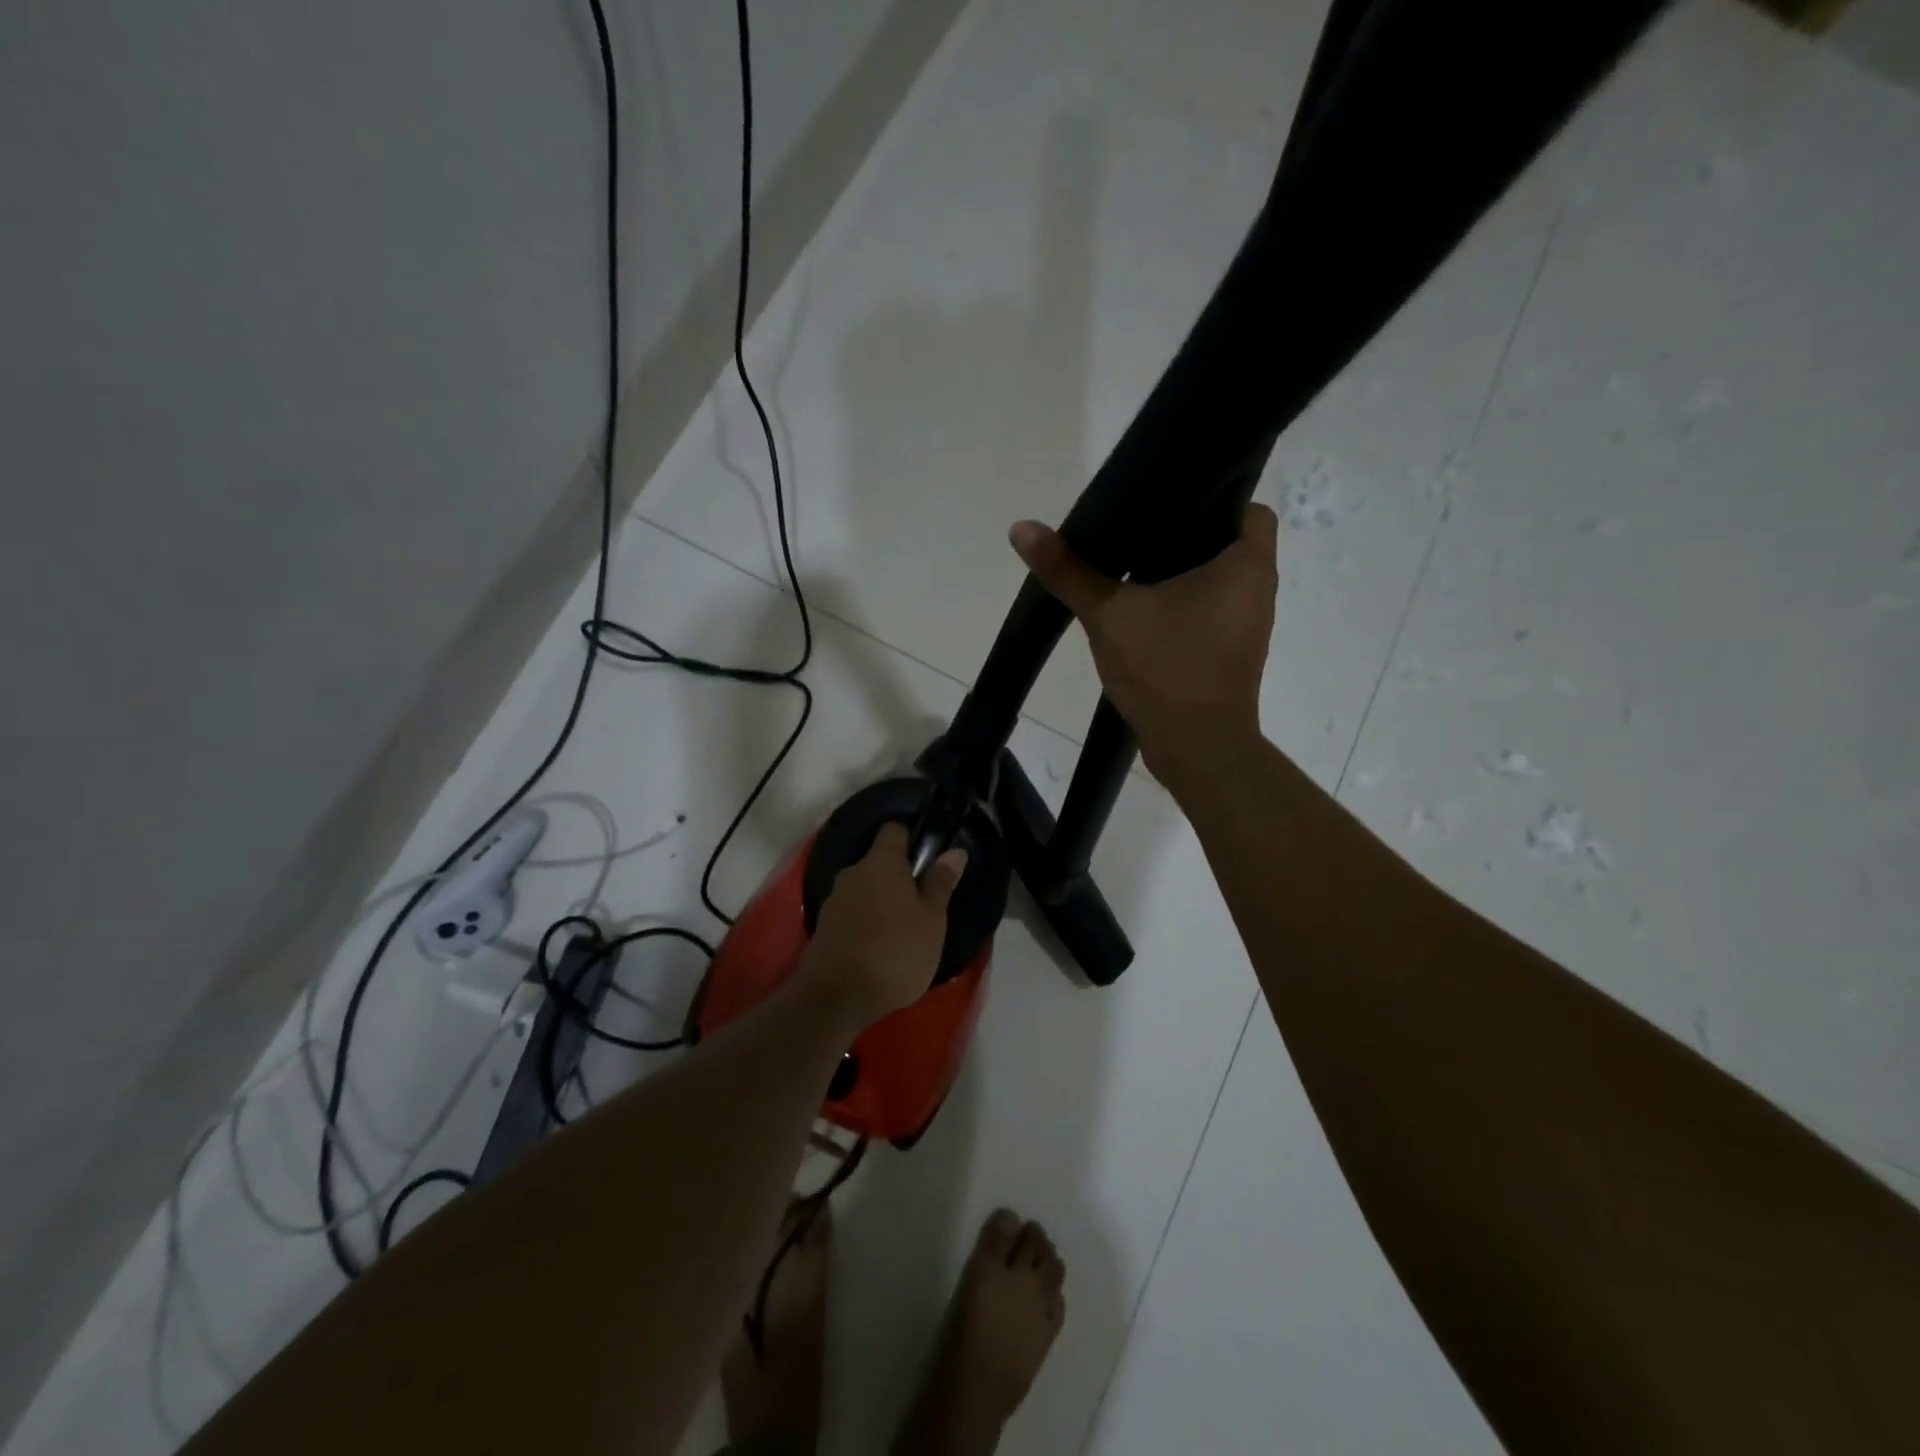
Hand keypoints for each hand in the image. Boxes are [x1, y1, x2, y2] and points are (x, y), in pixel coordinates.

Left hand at [797, 823, 967, 1026]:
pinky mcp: (822, 927)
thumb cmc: (896, 952)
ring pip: (863, 889)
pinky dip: (864, 922)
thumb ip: (940, 883)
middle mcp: (853, 872)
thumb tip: (954, 851)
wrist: (836, 997)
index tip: (927, 860)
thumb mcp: (932, 920)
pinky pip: (850, 913)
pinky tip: (877, 947)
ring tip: (901, 930)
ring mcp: (833, 900)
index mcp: (881, 863)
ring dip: (880, 902)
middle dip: (897, 877)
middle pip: (878, 862)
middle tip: (920, 904)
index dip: (911, 839)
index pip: (894, 830)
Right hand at [1009, 505, 1278, 796]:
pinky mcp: (1229, 654)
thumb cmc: (1167, 669)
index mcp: (1247, 564)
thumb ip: (1068, 571)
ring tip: (1130, 565)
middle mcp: (1257, 589)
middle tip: (1133, 530)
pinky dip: (1179, 606)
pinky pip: (1206, 612)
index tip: (1165, 504)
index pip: (1247, 507)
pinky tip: (1139, 611)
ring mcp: (1246, 625)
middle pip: (1225, 542)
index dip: (1211, 498)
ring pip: (1214, 581)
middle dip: (1182, 536)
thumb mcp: (1109, 614)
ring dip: (1178, 574)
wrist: (1196, 750)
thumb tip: (1022, 528)